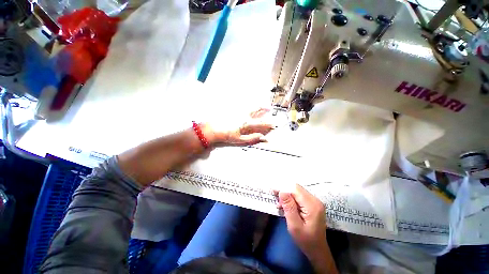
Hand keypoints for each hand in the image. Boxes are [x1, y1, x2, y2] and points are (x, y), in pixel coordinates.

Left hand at [202, 108, 275, 146]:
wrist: (214, 129)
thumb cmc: (227, 135)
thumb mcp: (240, 139)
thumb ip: (252, 138)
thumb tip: (263, 138)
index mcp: (247, 123)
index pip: (261, 123)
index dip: (268, 124)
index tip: (274, 124)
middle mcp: (244, 115)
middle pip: (257, 110)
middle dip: (265, 108)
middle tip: (269, 108)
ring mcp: (239, 111)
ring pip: (251, 105)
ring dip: (258, 105)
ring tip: (261, 104)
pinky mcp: (234, 109)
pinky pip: (244, 104)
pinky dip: (249, 104)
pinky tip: (249, 105)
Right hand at [277, 184, 327, 259]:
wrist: (317, 250)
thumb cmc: (305, 240)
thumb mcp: (294, 225)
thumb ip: (288, 207)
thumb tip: (282, 191)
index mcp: (312, 205)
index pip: (295, 189)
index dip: (283, 187)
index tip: (273, 191)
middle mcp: (315, 200)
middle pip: (296, 189)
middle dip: (285, 192)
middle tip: (276, 200)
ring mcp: (315, 202)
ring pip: (297, 192)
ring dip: (287, 196)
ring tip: (280, 206)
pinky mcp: (313, 204)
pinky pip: (299, 196)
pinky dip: (291, 199)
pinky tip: (286, 207)